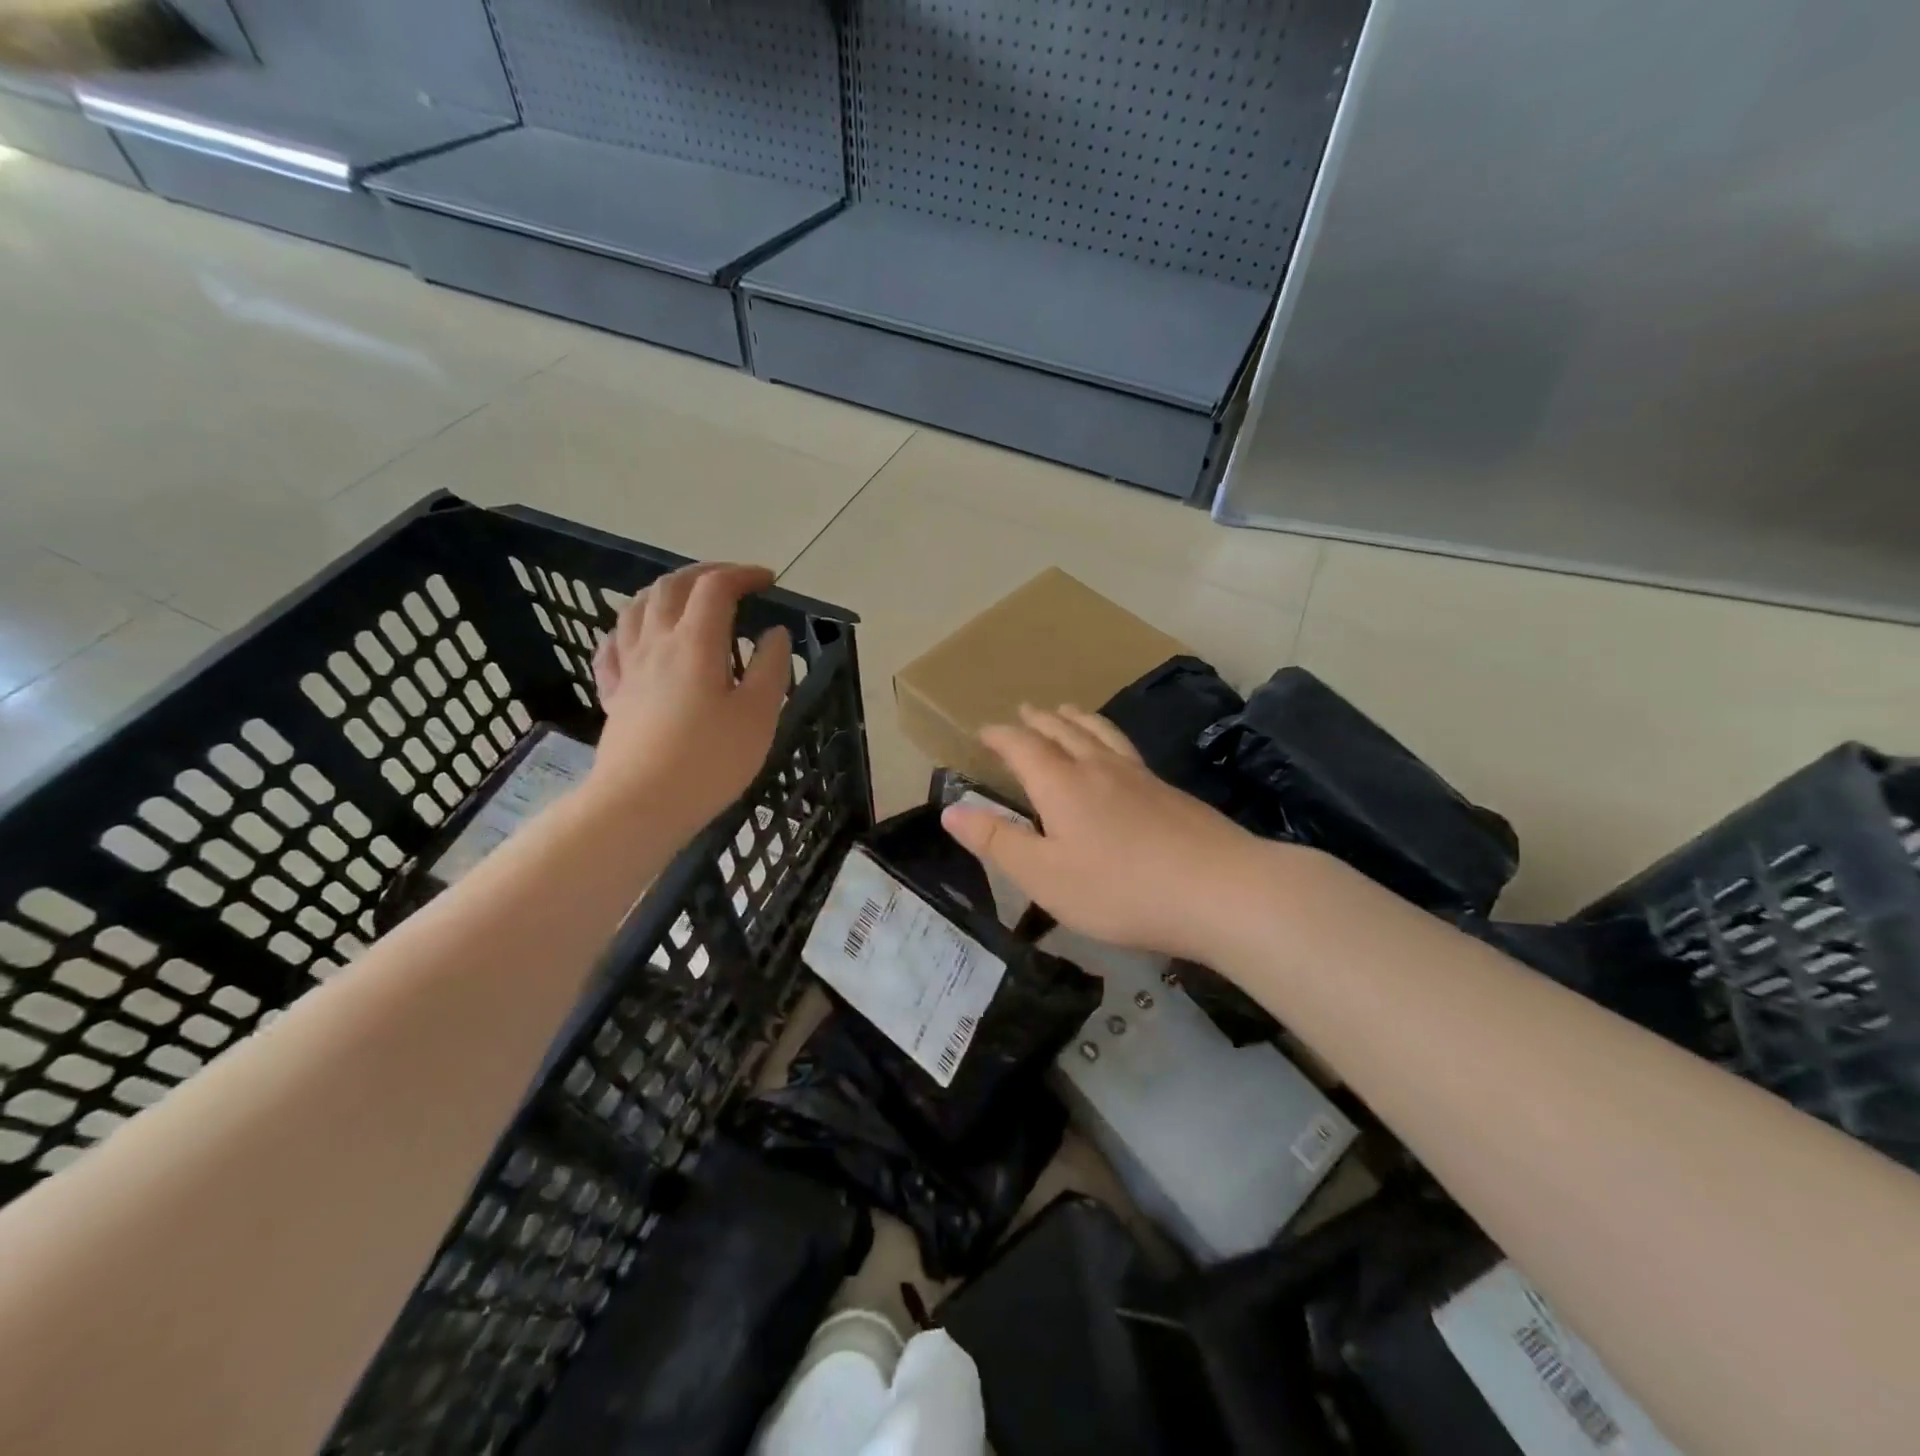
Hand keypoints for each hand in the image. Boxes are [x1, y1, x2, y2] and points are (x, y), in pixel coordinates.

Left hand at [587, 562, 790, 834]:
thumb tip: (774, 634)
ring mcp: (629, 668)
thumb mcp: (758, 715)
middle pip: (671, 587)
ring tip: (686, 598)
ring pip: (637, 609)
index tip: (769, 582)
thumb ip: (770, 668)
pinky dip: (630, 628)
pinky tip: (638, 637)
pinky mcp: (615, 695)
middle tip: (733, 582)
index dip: (743, 575)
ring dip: (664, 591)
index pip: (715, 587)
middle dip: (704, 574)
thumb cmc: (709, 760)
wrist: (640, 804)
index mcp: (695, 643)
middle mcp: (656, 643)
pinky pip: (613, 647)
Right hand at [941, 705, 1267, 961]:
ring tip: (1067, 711)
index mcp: (1061, 784)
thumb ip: (997, 841)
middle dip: (1038, 720)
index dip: (1000, 735)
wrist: (1220, 889)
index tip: (983, 730)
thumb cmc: (1120, 889)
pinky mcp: (1169, 791)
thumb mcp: (1044, 876)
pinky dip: (1108, 737)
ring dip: (1077, 719)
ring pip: (1100, 733)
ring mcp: (1139, 776)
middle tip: (1025, 710)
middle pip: (1064, 731)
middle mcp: (1098, 768)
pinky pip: (1126, 748)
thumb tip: (950, 810)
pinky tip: (1117, 753)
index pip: (1022, 746)